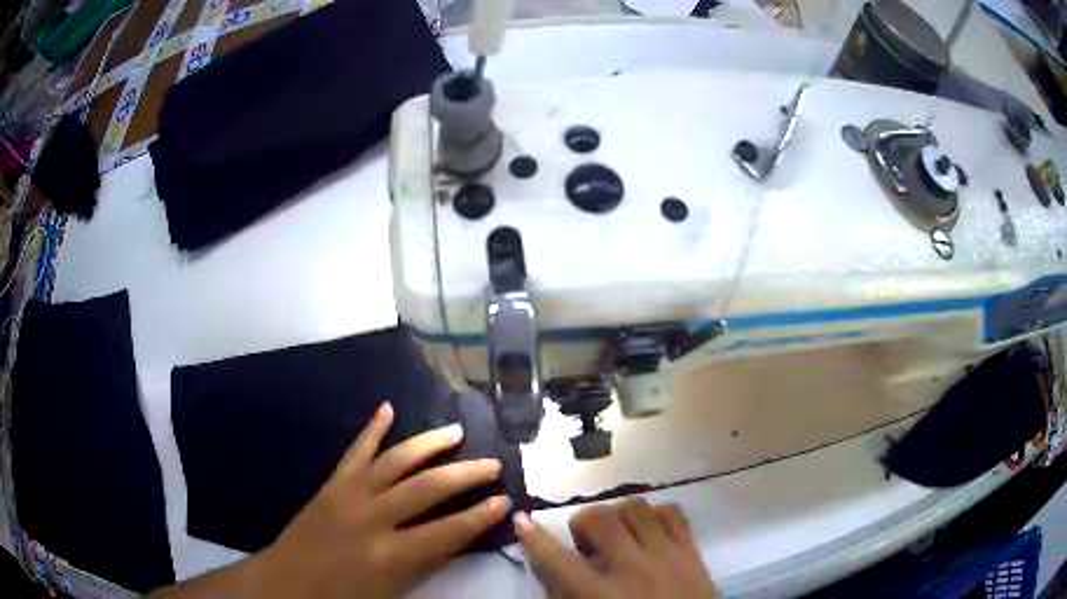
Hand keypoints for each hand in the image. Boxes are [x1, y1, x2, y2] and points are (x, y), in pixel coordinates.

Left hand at [250, 401, 509, 598]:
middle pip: (427, 488)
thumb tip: (454, 540)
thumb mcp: (391, 592)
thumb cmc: (341, 597)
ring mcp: (349, 494)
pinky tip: (387, 407)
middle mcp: (373, 518)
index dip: (480, 517)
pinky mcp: (331, 483)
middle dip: (465, 474)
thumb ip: (423, 565)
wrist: (286, 582)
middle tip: (493, 463)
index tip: (505, 501)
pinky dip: (371, 428)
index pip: (448, 531)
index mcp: (390, 554)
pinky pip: (355, 451)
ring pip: (395, 461)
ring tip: (455, 432)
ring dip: (428, 444)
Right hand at [514, 500, 718, 598]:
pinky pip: (672, 513)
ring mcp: (666, 555)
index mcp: (599, 595)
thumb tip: (551, 571)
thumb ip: (566, 597)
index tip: (522, 520)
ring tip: (619, 533)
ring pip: (636, 508)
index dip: (534, 538)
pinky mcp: (692, 551)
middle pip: (599, 519)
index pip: (555, 559)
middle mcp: (631, 569)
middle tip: (587, 542)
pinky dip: (655, 514)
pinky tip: (649, 529)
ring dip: (618, 515)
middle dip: (584, 522)